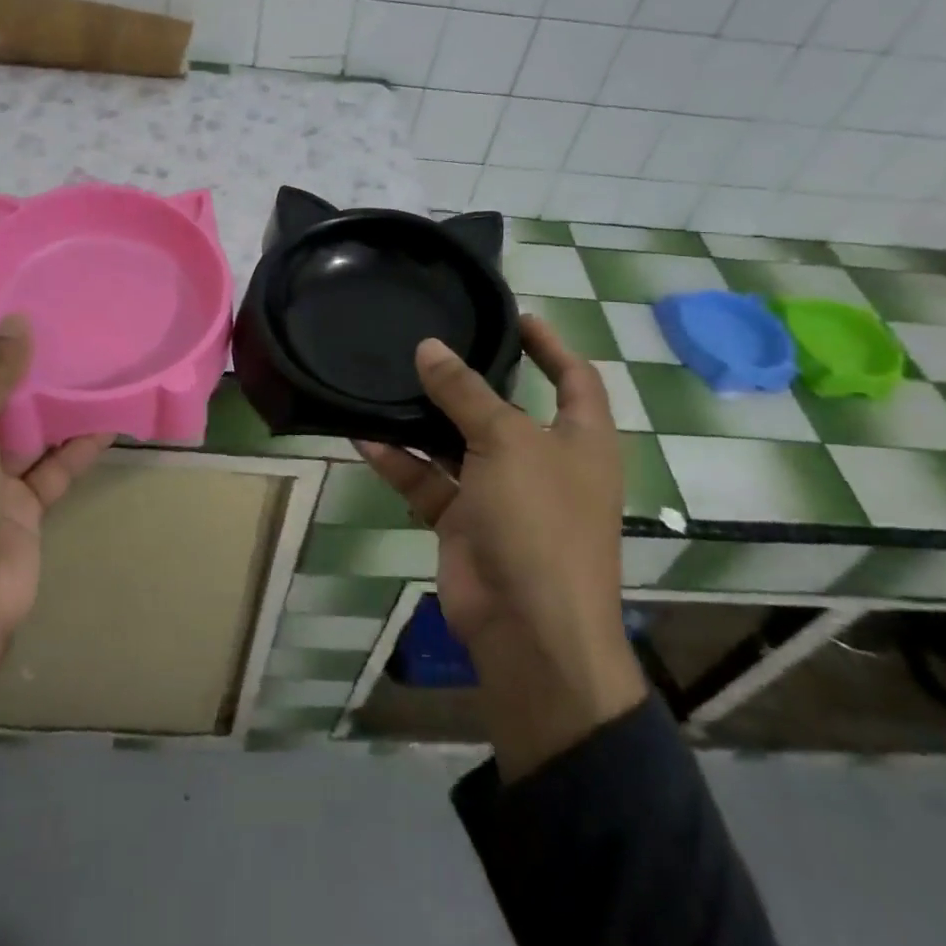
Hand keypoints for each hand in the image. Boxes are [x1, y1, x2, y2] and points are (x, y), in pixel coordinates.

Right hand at [357, 316, 647, 780]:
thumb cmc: (540, 520)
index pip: (574, 377)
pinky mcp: (465, 523)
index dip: (550, 344)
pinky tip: (364, 436)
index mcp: (580, 440)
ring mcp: (502, 495)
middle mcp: (543, 462)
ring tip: (385, 381)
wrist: (529, 630)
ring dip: (424, 420)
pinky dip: (401, 463)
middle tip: (429, 342)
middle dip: (470, 380)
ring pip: (458, 444)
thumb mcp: (506, 442)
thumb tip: (430, 347)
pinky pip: (429, 482)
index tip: (514, 315)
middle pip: (505, 408)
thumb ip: (465, 393)